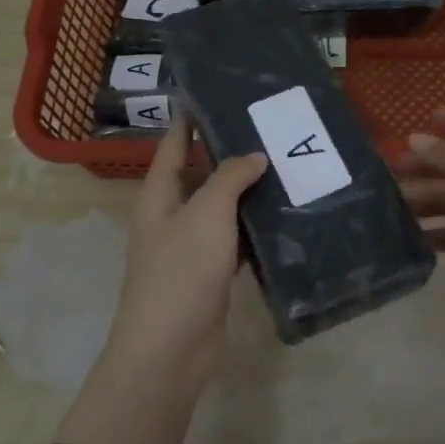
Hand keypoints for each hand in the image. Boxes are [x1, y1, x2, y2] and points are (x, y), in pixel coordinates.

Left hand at [56, 122, 265, 443]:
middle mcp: (172, 214)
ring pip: (221, 207)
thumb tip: (254, 157)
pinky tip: (283, 214)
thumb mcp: (206, 214)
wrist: (169, 350)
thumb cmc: (180, 272)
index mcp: (159, 194)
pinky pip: (234, 238)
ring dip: (246, 190)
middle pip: (200, 173)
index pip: (174, 144)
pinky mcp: (210, 272)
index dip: (190, 119)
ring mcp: (191, 245)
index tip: (216, 92)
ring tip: (285, 163)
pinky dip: (254, 226)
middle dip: (229, 152)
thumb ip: (229, 178)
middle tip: (269, 128)